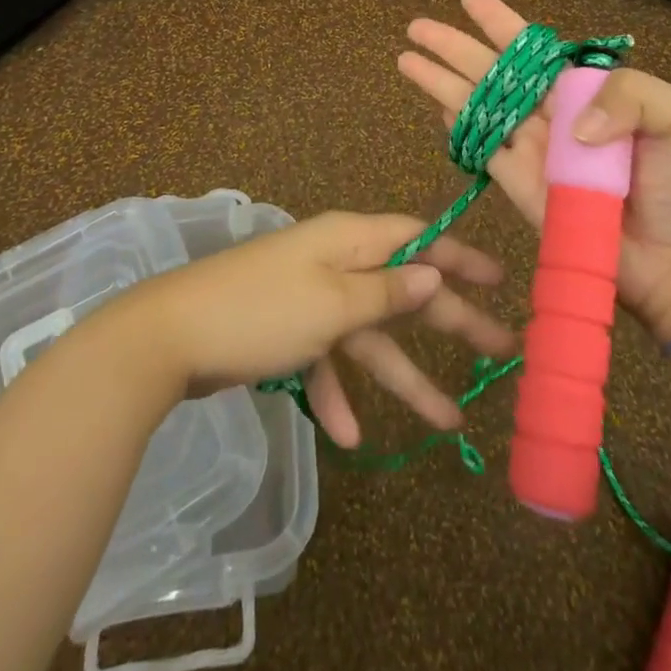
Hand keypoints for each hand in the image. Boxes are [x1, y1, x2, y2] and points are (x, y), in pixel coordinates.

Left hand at [113, 210, 515, 447]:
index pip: (417, 237)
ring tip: (449, 419)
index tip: (499, 279)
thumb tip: (432, 272)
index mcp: (347, 240)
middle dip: (449, 319)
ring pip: (369, 334)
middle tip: (500, 348)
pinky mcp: (287, 331)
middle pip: (402, 289)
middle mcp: (334, 262)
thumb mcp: (332, 303)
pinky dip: (338, 392)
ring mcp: (310, 298)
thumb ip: (386, 292)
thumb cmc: (261, 310)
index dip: (459, 255)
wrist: (170, 337)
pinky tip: (349, 433)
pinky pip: (325, 359)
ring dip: (403, 375)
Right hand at [399, 0, 670, 340]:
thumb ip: (629, 96)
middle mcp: (554, 115)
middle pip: (494, 72)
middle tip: (417, 27)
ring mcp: (535, 153)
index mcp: (587, 92)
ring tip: (407, 59)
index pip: (535, 49)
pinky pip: (485, 153)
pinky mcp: (523, 190)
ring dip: (442, 83)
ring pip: (478, 107)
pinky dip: (460, 129)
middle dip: (455, 48)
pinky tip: (436, 108)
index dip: (501, 23)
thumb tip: (567, 123)